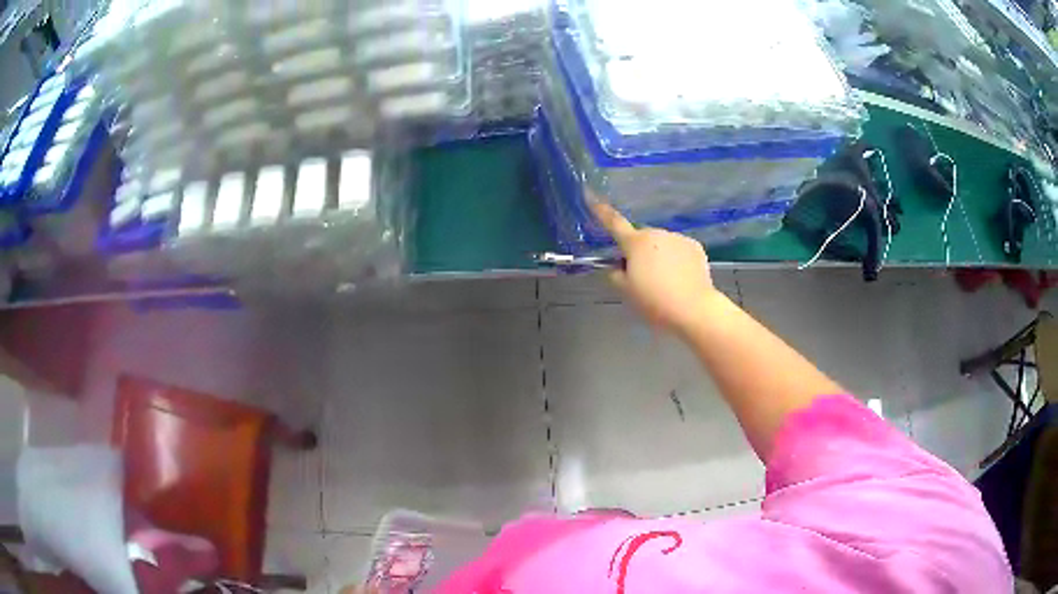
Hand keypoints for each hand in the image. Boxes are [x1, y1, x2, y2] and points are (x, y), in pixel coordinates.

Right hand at [592, 202, 716, 330]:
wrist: (693, 308)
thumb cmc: (654, 301)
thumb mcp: (626, 291)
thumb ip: (616, 274)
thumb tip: (618, 266)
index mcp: (635, 243)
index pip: (613, 222)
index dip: (600, 210)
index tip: (590, 194)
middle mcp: (656, 233)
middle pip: (641, 239)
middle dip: (639, 251)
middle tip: (642, 277)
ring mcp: (678, 238)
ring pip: (661, 243)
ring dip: (659, 255)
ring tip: (665, 282)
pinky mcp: (695, 246)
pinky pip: (679, 249)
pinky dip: (677, 259)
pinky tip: (680, 278)